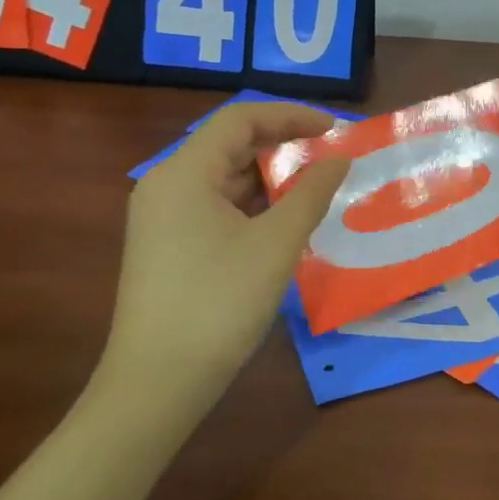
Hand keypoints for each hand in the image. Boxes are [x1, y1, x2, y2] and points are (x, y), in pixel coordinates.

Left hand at [89, 103, 349, 428]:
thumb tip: (340, 159)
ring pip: (224, 178)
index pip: (240, 119)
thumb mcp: (276, 244)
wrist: (158, 383)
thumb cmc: (219, 303)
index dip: (290, 116)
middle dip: (282, 145)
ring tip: (316, 187)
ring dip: (270, 178)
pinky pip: (216, 207)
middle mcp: (166, 185)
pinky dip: (253, 205)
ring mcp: (163, 218)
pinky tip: (284, 221)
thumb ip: (312, 193)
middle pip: (229, 145)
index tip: (333, 128)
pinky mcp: (168, 246)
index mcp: (183, 173)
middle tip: (329, 158)